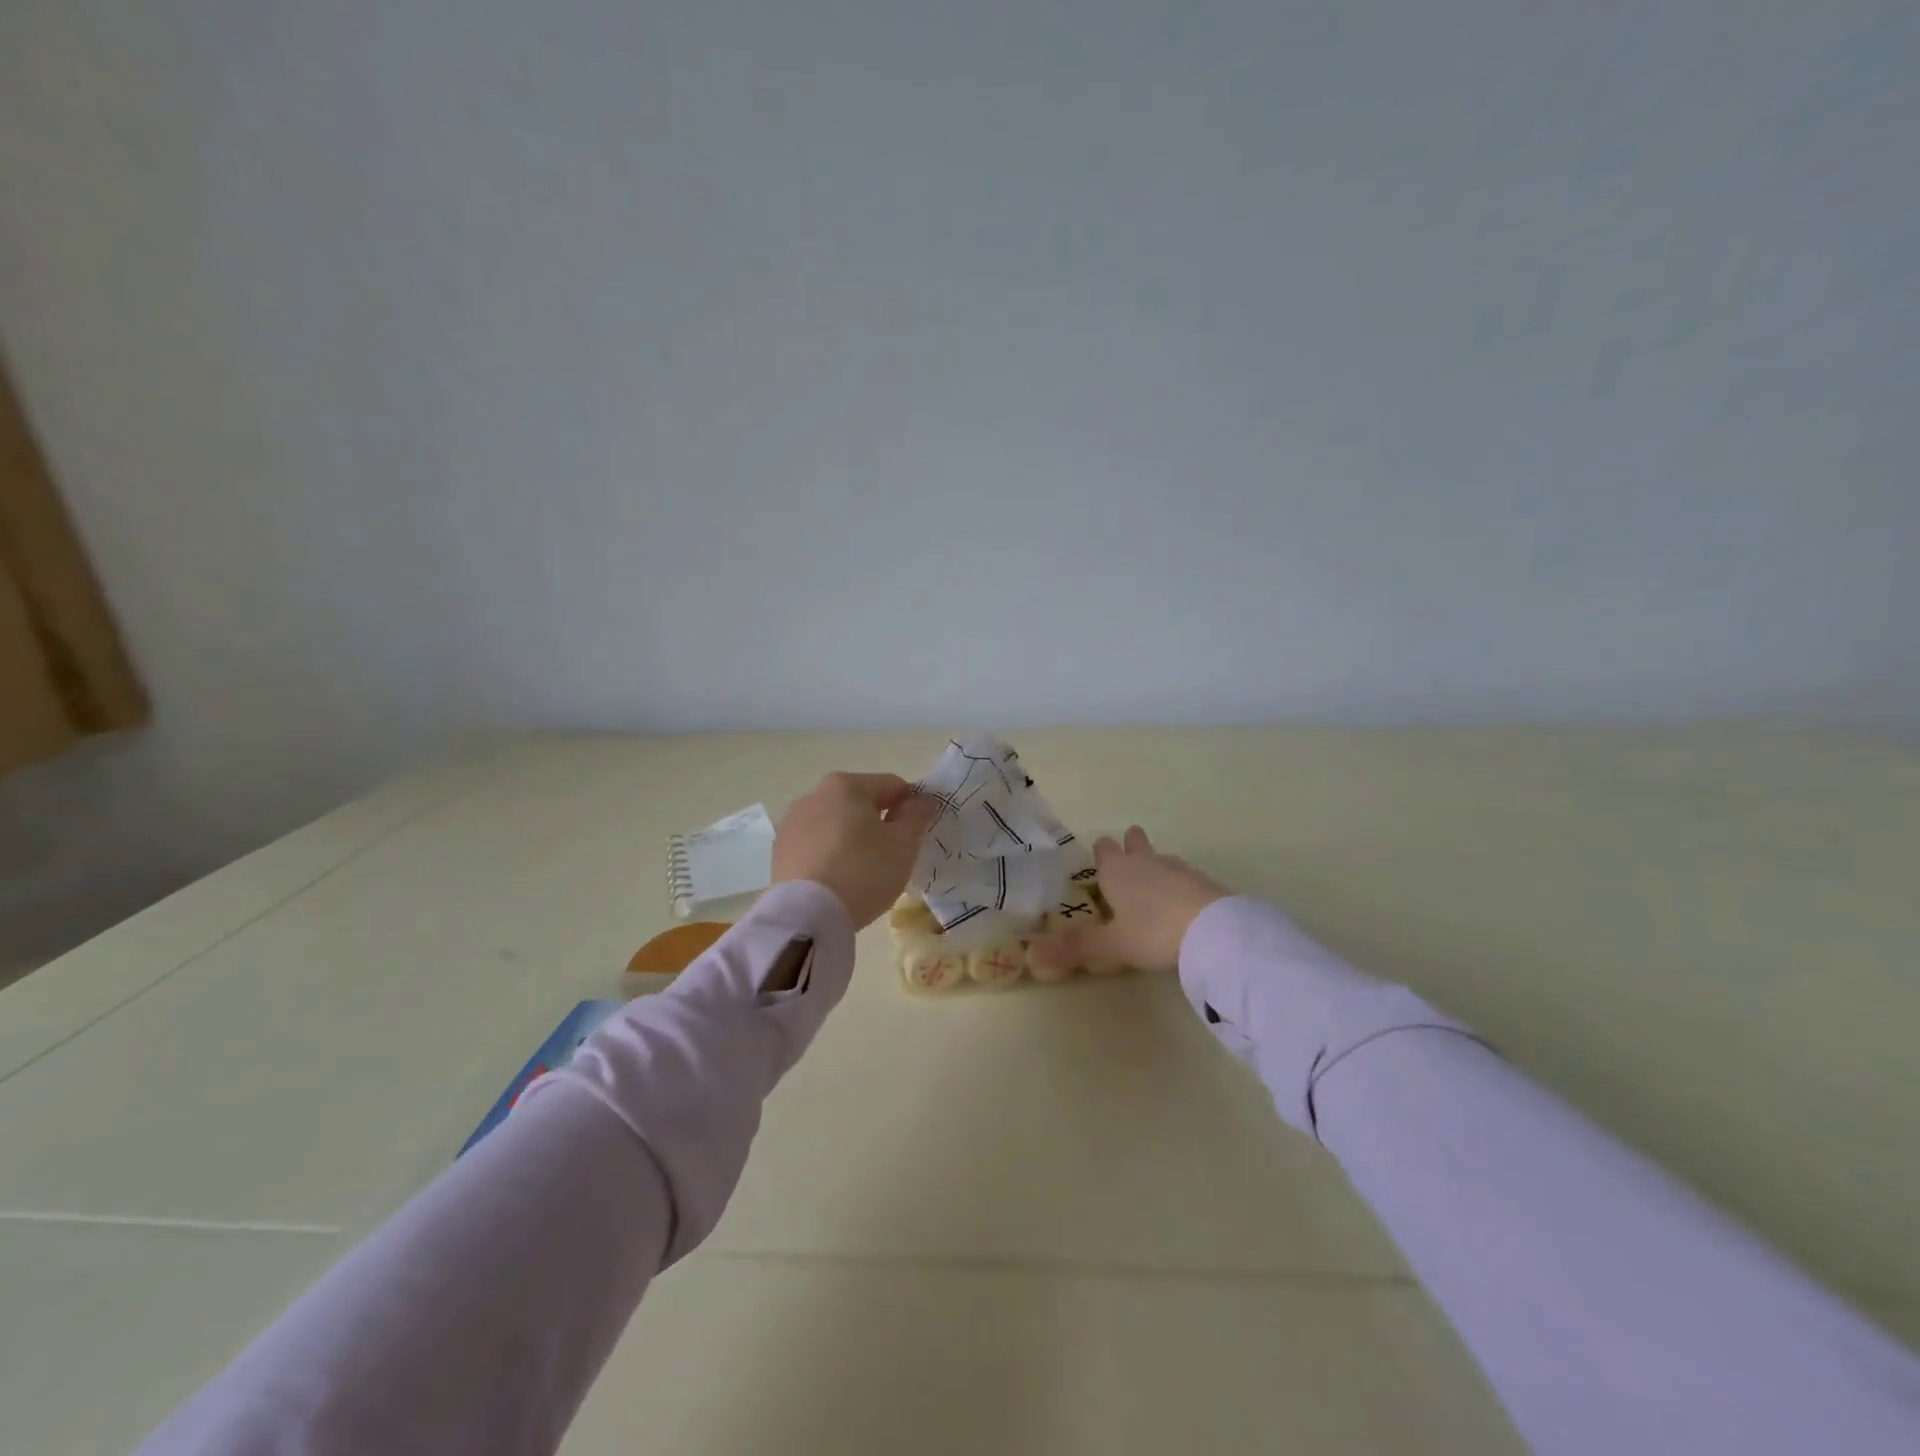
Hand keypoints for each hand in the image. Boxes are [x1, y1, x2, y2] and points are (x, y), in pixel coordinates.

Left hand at [772, 772, 939, 927]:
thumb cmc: (863, 871)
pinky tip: (838, 881)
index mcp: (846, 785)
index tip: (918, 834)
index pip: (892, 786)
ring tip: (863, 873)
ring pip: (835, 824)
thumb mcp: (903, 845)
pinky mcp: (779, 851)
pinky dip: (830, 856)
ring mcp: (792, 823)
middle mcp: (814, 795)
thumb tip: (921, 800)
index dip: (911, 807)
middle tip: (892, 856)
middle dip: (879, 823)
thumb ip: (916, 816)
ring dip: (852, 839)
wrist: (806, 916)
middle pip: (860, 803)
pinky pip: (815, 846)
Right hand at [1034, 826, 1228, 973]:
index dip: (1101, 853)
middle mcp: (1146, 862)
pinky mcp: (1205, 882)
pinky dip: (1179, 885)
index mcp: (1118, 871)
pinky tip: (1182, 903)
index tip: (1099, 860)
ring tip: (1153, 885)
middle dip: (1131, 845)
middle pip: (1135, 842)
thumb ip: (1075, 948)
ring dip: (1156, 866)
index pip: (1104, 849)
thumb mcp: (1111, 945)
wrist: (1214, 930)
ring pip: (1161, 858)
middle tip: (1128, 854)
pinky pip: (1185, 876)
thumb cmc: (1152, 932)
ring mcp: (1179, 868)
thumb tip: (1032, 954)